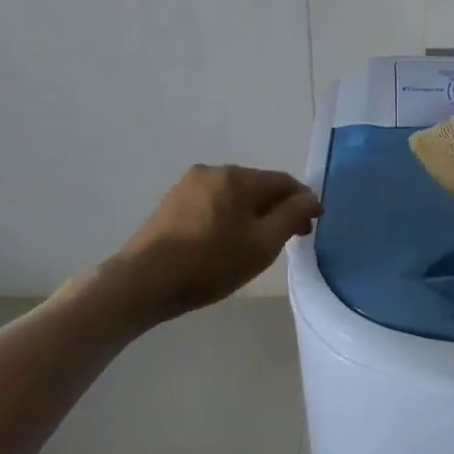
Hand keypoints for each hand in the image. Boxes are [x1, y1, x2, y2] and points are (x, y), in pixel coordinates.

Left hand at [93, 165, 320, 329]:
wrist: (142, 282)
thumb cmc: (210, 263)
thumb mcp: (262, 244)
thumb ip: (292, 216)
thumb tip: (311, 198)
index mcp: (238, 176)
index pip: (284, 181)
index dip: (303, 202)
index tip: (310, 227)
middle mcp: (213, 171)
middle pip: (258, 186)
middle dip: (276, 209)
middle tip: (286, 239)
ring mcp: (187, 186)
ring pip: (234, 196)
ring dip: (251, 214)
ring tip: (254, 244)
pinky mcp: (170, 204)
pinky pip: (212, 204)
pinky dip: (227, 218)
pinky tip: (224, 243)